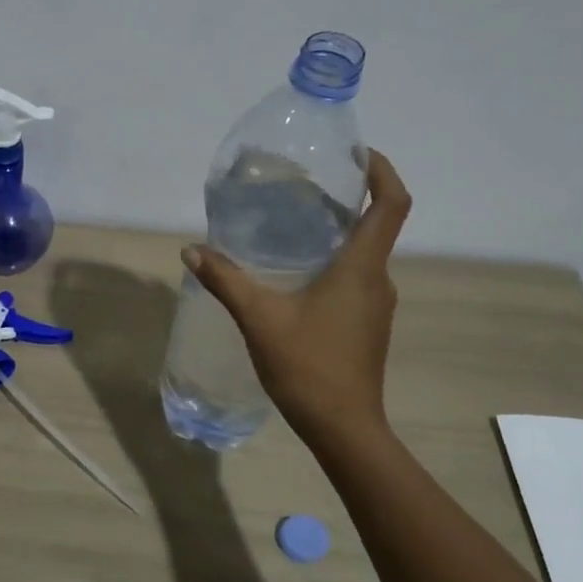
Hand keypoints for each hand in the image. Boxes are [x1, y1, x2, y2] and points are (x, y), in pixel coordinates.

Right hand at [184, 149, 410, 445]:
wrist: (343, 428)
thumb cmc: (308, 367)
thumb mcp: (259, 319)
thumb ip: (226, 280)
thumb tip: (192, 249)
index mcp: (361, 268)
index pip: (391, 204)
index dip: (382, 171)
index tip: (359, 153)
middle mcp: (378, 280)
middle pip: (377, 225)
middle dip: (350, 199)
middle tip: (307, 187)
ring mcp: (376, 305)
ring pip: (365, 254)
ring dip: (340, 233)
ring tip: (296, 226)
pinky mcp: (368, 325)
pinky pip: (357, 279)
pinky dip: (336, 263)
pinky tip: (298, 275)